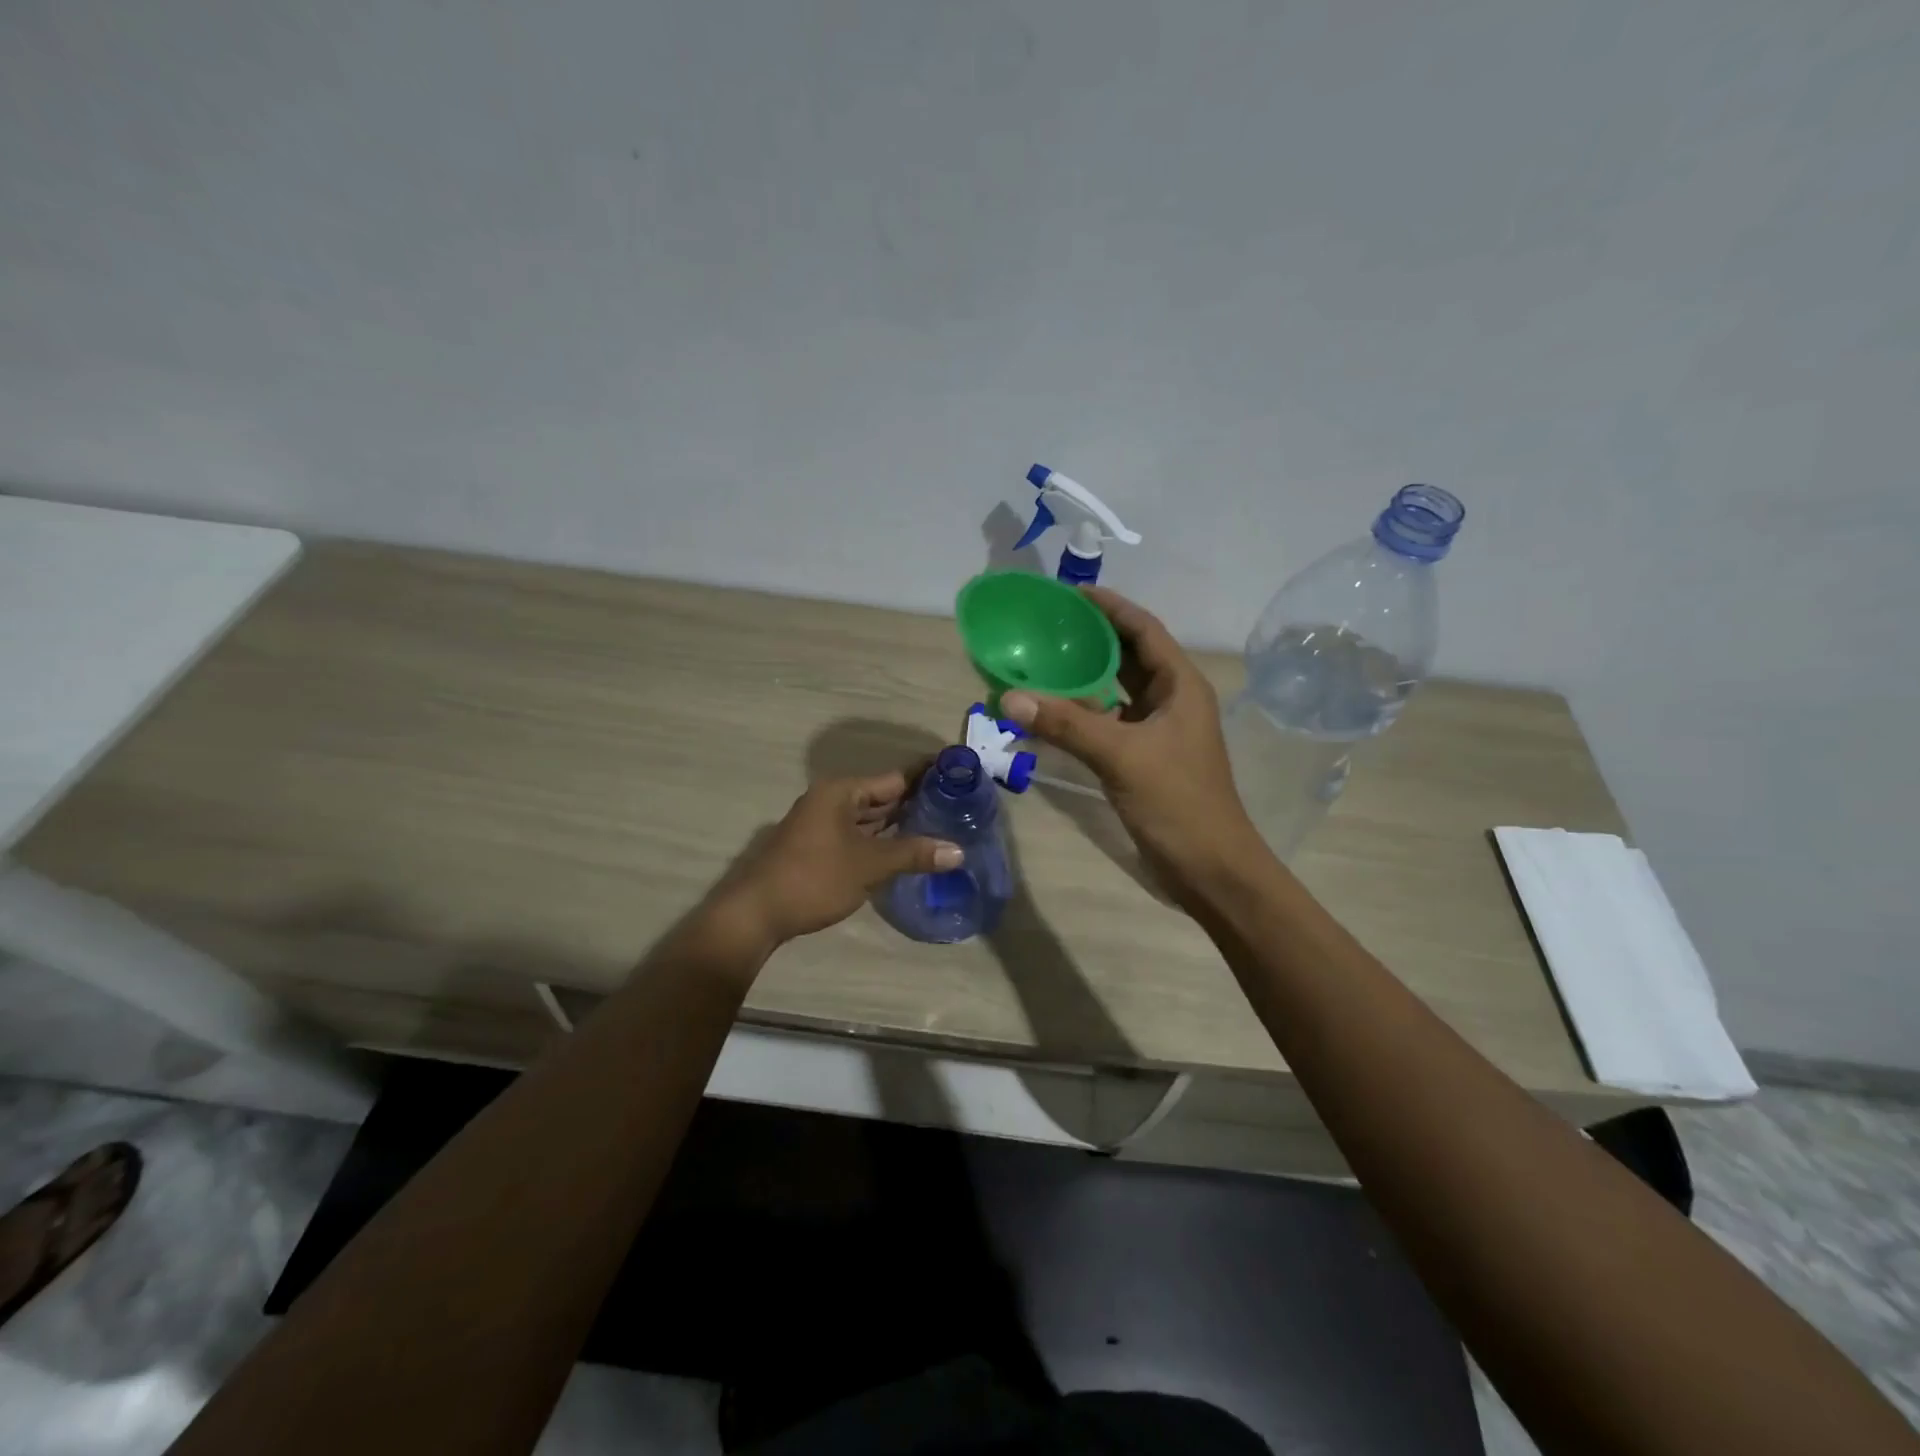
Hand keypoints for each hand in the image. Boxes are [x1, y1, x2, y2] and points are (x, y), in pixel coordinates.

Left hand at [714, 769, 961, 947]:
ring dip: (900, 825)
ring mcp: (823, 826)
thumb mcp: (869, 865)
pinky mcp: (820, 849)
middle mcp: (831, 801)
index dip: (926, 777)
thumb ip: (913, 854)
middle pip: (882, 797)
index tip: (958, 776)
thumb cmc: (814, 878)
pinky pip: (860, 837)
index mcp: (841, 792)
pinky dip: (882, 842)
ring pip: (871, 819)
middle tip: (958, 808)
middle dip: (916, 803)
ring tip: (942, 828)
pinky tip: (908, 852)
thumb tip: (958, 851)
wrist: (757, 913)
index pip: (894, 778)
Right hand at [1000, 587, 1258, 905]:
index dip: (1111, 607)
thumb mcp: (1121, 756)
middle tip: (1045, 626)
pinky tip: (1051, 713)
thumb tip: (1009, 697)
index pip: (1144, 630)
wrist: (1211, 869)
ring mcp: (1159, 732)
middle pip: (1129, 656)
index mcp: (1180, 686)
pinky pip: (1109, 723)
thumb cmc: (1178, 803)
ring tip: (1040, 662)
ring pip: (1117, 692)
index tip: (1071, 593)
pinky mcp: (1145, 759)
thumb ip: (1066, 724)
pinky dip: (1082, 714)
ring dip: (1084, 678)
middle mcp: (1171, 701)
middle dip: (1091, 639)